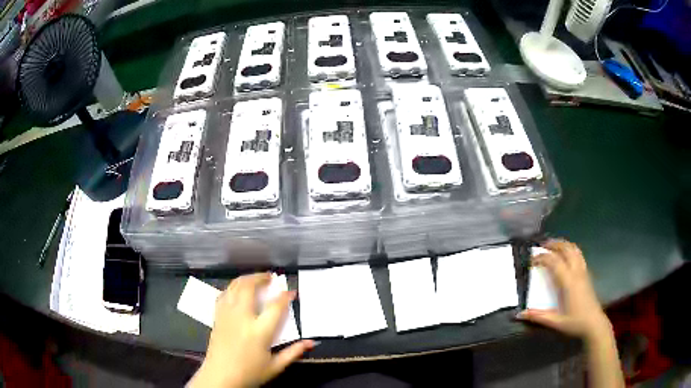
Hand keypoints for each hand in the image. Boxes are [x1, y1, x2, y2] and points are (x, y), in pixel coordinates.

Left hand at [190, 273, 314, 387]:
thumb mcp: (275, 366)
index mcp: (259, 332)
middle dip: (261, 278)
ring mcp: (227, 316)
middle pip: (249, 287)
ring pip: (234, 287)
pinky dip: (232, 288)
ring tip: (255, 279)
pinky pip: (223, 295)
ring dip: (246, 279)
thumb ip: (294, 352)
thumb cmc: (249, 373)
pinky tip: (237, 291)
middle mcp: (242, 319)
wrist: (220, 377)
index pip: (275, 307)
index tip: (291, 291)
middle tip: (270, 277)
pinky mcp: (217, 317)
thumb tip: (311, 342)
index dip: (285, 296)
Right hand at [518, 239, 611, 341]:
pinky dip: (571, 249)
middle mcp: (576, 272)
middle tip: (542, 245)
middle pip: (566, 249)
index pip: (554, 261)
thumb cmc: (575, 322)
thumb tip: (520, 314)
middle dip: (553, 244)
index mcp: (568, 282)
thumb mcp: (555, 322)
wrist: (594, 323)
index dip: (542, 257)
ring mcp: (583, 271)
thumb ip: (538, 316)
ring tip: (553, 246)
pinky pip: (579, 255)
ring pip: (574, 249)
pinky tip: (566, 255)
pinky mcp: (587, 274)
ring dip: (563, 244)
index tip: (531, 259)